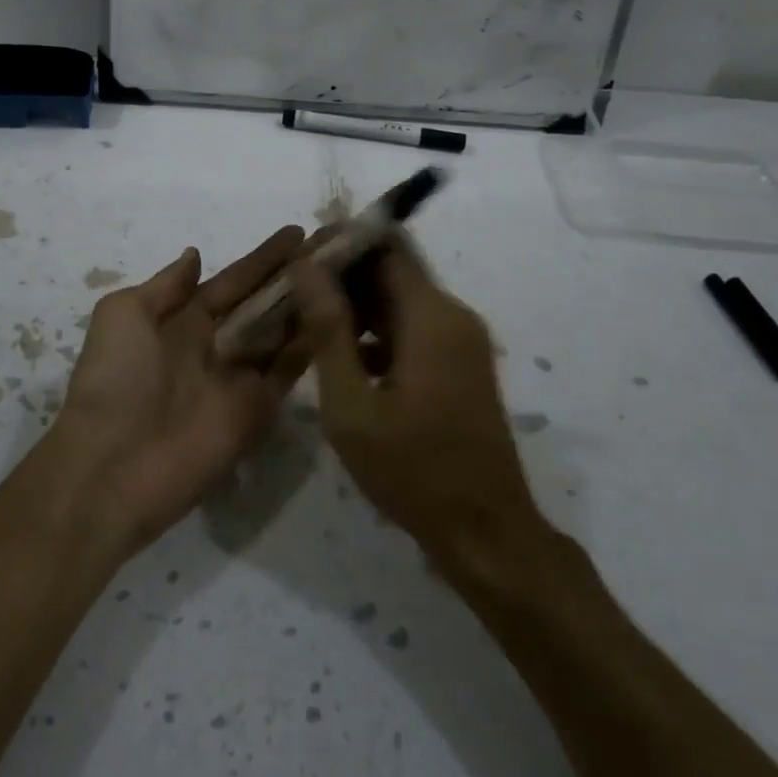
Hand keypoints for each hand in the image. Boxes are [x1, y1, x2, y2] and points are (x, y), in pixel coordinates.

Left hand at [52, 227, 310, 553]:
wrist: (113, 465)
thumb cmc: (114, 379)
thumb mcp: (122, 315)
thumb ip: (164, 286)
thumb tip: (194, 255)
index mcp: (182, 320)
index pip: (232, 281)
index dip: (263, 258)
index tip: (298, 232)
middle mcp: (215, 344)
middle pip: (263, 304)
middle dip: (294, 277)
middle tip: (334, 248)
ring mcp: (239, 378)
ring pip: (282, 333)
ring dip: (309, 305)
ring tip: (345, 275)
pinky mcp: (257, 410)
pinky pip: (289, 372)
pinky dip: (312, 346)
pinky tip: (337, 316)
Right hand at [291, 245, 546, 565]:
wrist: (485, 533)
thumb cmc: (412, 470)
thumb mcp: (352, 404)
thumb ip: (327, 330)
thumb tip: (306, 266)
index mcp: (431, 316)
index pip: (385, 247)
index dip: (341, 243)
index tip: (299, 257)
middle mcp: (453, 316)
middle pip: (392, 271)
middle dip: (342, 275)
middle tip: (293, 292)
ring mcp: (461, 341)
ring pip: (400, 300)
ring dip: (356, 305)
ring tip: (306, 321)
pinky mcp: (459, 364)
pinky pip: (412, 328)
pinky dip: (376, 332)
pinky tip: (340, 357)